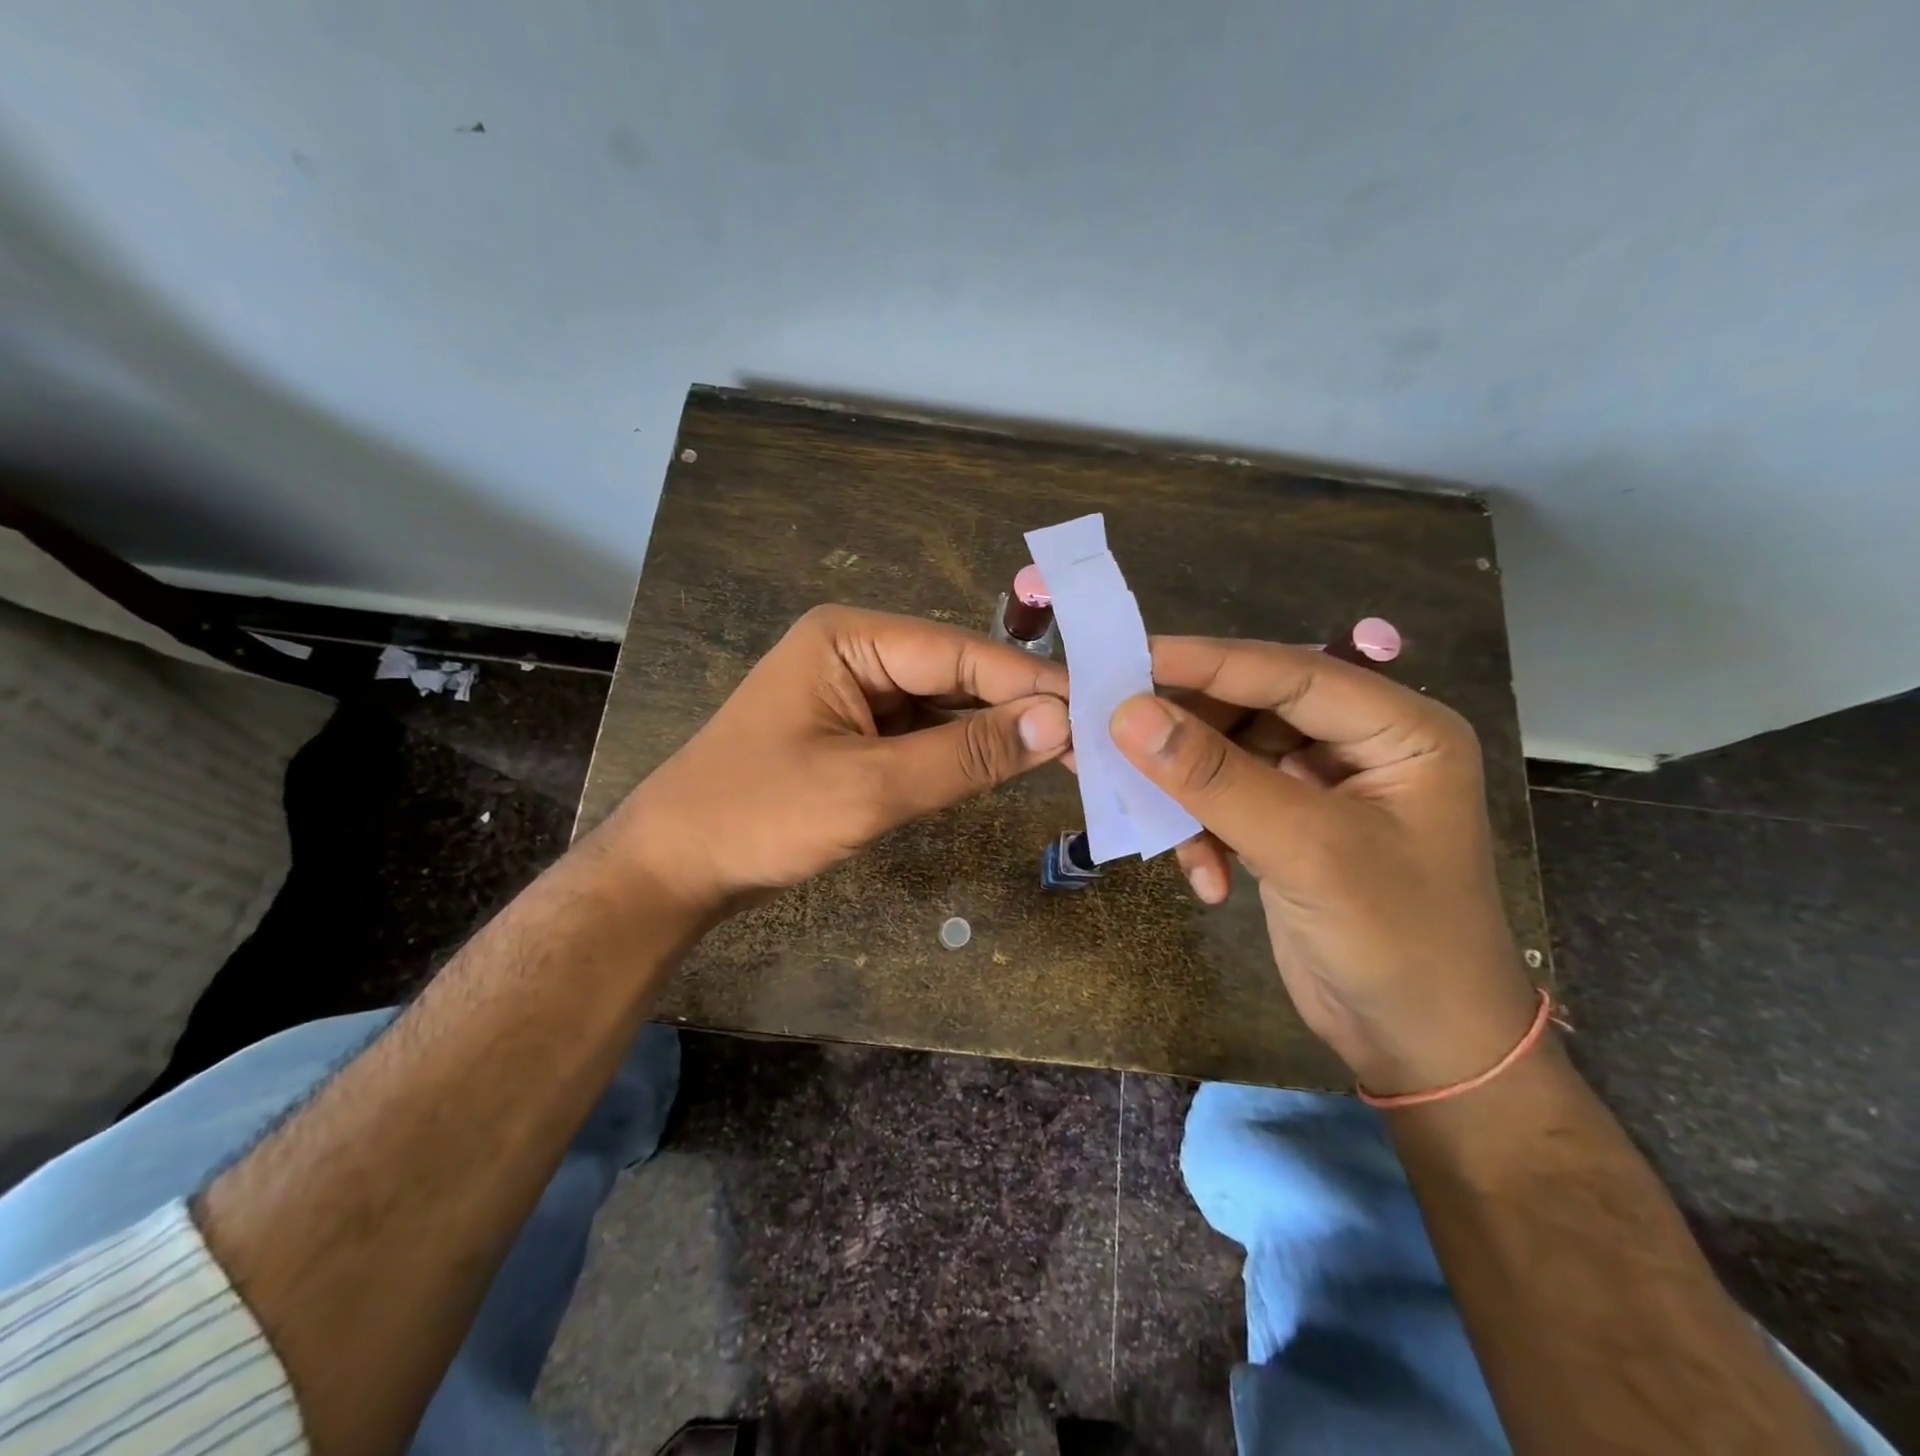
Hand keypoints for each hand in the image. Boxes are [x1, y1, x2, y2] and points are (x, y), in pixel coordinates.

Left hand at [602, 605, 1070, 920]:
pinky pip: (922, 734)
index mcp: (850, 638)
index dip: (1030, 684)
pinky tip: (1007, 764)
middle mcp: (857, 652)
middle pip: (956, 674)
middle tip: (1094, 739)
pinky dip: (961, 753)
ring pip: (943, 706)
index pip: (960, 653)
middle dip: (1017, 708)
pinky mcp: (856, 733)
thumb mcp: (870, 788)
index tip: (1098, 709)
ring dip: (995, 732)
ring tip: (1068, 754)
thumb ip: (966, 755)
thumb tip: (1057, 723)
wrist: (675, 868)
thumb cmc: (760, 816)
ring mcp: (855, 693)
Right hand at [1108, 638, 1538, 1096]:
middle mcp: (1359, 746)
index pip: (1289, 672)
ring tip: (1150, 819)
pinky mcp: (1289, 828)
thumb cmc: (1396, 941)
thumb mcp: (1305, 850)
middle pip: (1251, 710)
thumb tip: (1126, 713)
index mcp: (1397, 729)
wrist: (1422, 1050)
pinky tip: (1206, 880)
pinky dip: (1203, 834)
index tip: (1127, 659)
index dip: (1206, 663)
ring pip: (1227, 758)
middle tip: (1114, 736)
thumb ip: (1214, 778)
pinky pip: (1225, 803)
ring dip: (1188, 795)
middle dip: (1186, 735)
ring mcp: (1320, 788)